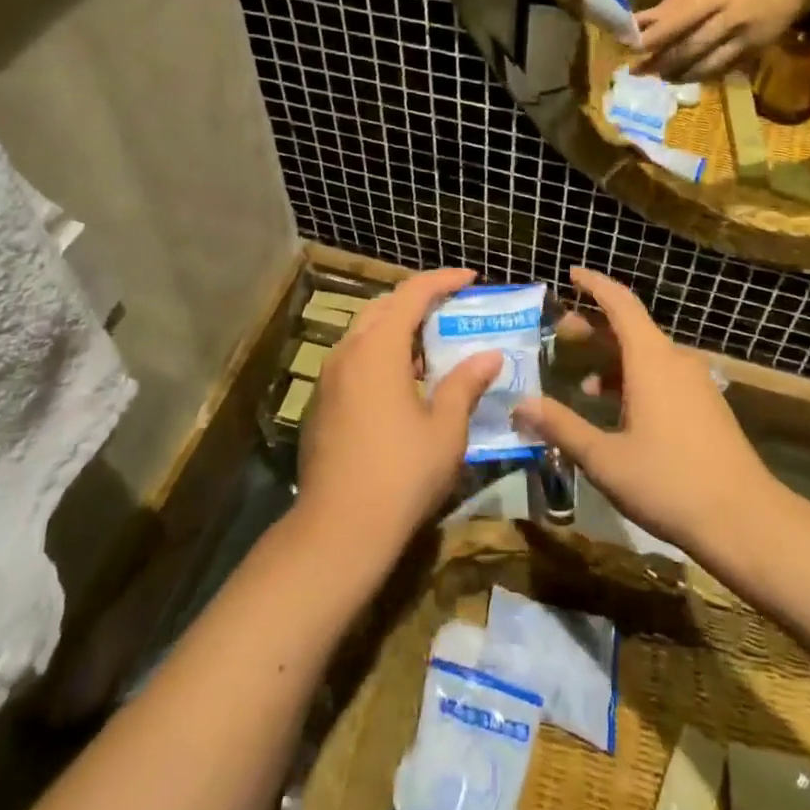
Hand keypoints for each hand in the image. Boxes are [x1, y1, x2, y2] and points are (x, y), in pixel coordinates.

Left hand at [295, 268, 502, 556]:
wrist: (338, 531)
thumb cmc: (401, 473)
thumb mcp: (446, 428)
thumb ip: (466, 384)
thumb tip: (489, 355)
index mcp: (378, 348)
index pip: (411, 294)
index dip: (442, 281)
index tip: (470, 278)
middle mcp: (347, 353)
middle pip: (382, 308)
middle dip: (417, 302)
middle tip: (450, 310)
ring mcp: (328, 379)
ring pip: (364, 335)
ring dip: (397, 331)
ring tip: (431, 348)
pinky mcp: (320, 405)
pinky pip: (353, 362)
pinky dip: (380, 357)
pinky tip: (402, 387)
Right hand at [511, 268, 773, 561]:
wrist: (747, 521)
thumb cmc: (669, 482)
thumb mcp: (605, 458)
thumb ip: (561, 427)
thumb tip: (520, 404)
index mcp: (652, 359)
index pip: (620, 303)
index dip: (594, 285)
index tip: (571, 274)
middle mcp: (676, 361)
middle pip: (632, 327)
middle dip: (595, 326)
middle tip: (561, 332)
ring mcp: (696, 383)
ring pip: (648, 355)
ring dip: (614, 359)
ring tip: (583, 382)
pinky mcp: (707, 406)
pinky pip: (664, 376)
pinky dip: (635, 379)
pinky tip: (620, 413)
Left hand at [634, 0, 806, 80]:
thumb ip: (674, 2)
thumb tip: (640, 21)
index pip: (679, 20)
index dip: (654, 37)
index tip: (631, 47)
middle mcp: (730, 19)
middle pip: (689, 47)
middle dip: (660, 62)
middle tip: (637, 70)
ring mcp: (745, 39)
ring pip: (705, 65)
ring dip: (677, 74)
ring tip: (658, 76)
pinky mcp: (754, 53)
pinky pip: (721, 70)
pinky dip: (699, 75)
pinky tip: (683, 76)